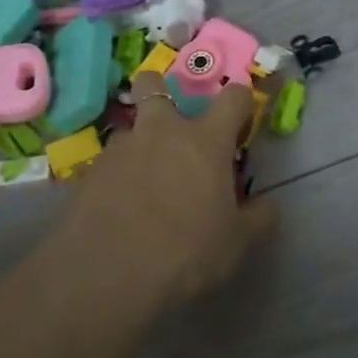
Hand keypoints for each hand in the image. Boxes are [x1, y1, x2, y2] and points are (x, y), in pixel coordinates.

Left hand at [63, 73, 277, 302]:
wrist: (109, 274)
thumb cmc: (187, 252)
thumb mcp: (236, 242)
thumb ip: (257, 218)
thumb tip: (267, 206)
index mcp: (205, 140)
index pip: (233, 97)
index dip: (242, 102)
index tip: (242, 120)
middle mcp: (161, 131)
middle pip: (154, 84)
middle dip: (161, 90)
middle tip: (172, 123)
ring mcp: (121, 148)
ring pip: (130, 129)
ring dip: (140, 145)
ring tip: (144, 182)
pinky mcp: (90, 172)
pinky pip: (109, 164)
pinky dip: (117, 177)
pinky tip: (119, 208)